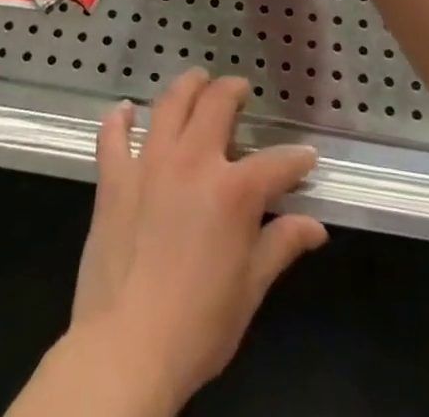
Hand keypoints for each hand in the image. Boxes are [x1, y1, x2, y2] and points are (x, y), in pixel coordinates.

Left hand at [69, 71, 327, 409]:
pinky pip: (113, 135)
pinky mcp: (113, 177)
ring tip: (196, 80)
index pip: (277, 163)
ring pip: (169, 105)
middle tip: (239, 88)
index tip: (307, 157)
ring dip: (186, 87)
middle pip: (216, 105)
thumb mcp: (250, 290)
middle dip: (233, 90)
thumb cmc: (198, 326)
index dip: (296, 159)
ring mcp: (149, 163)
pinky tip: (125, 110)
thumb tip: (316, 226)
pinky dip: (119, 119)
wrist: (126, 348)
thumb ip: (281, 245)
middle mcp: (193, 161)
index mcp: (234, 190)